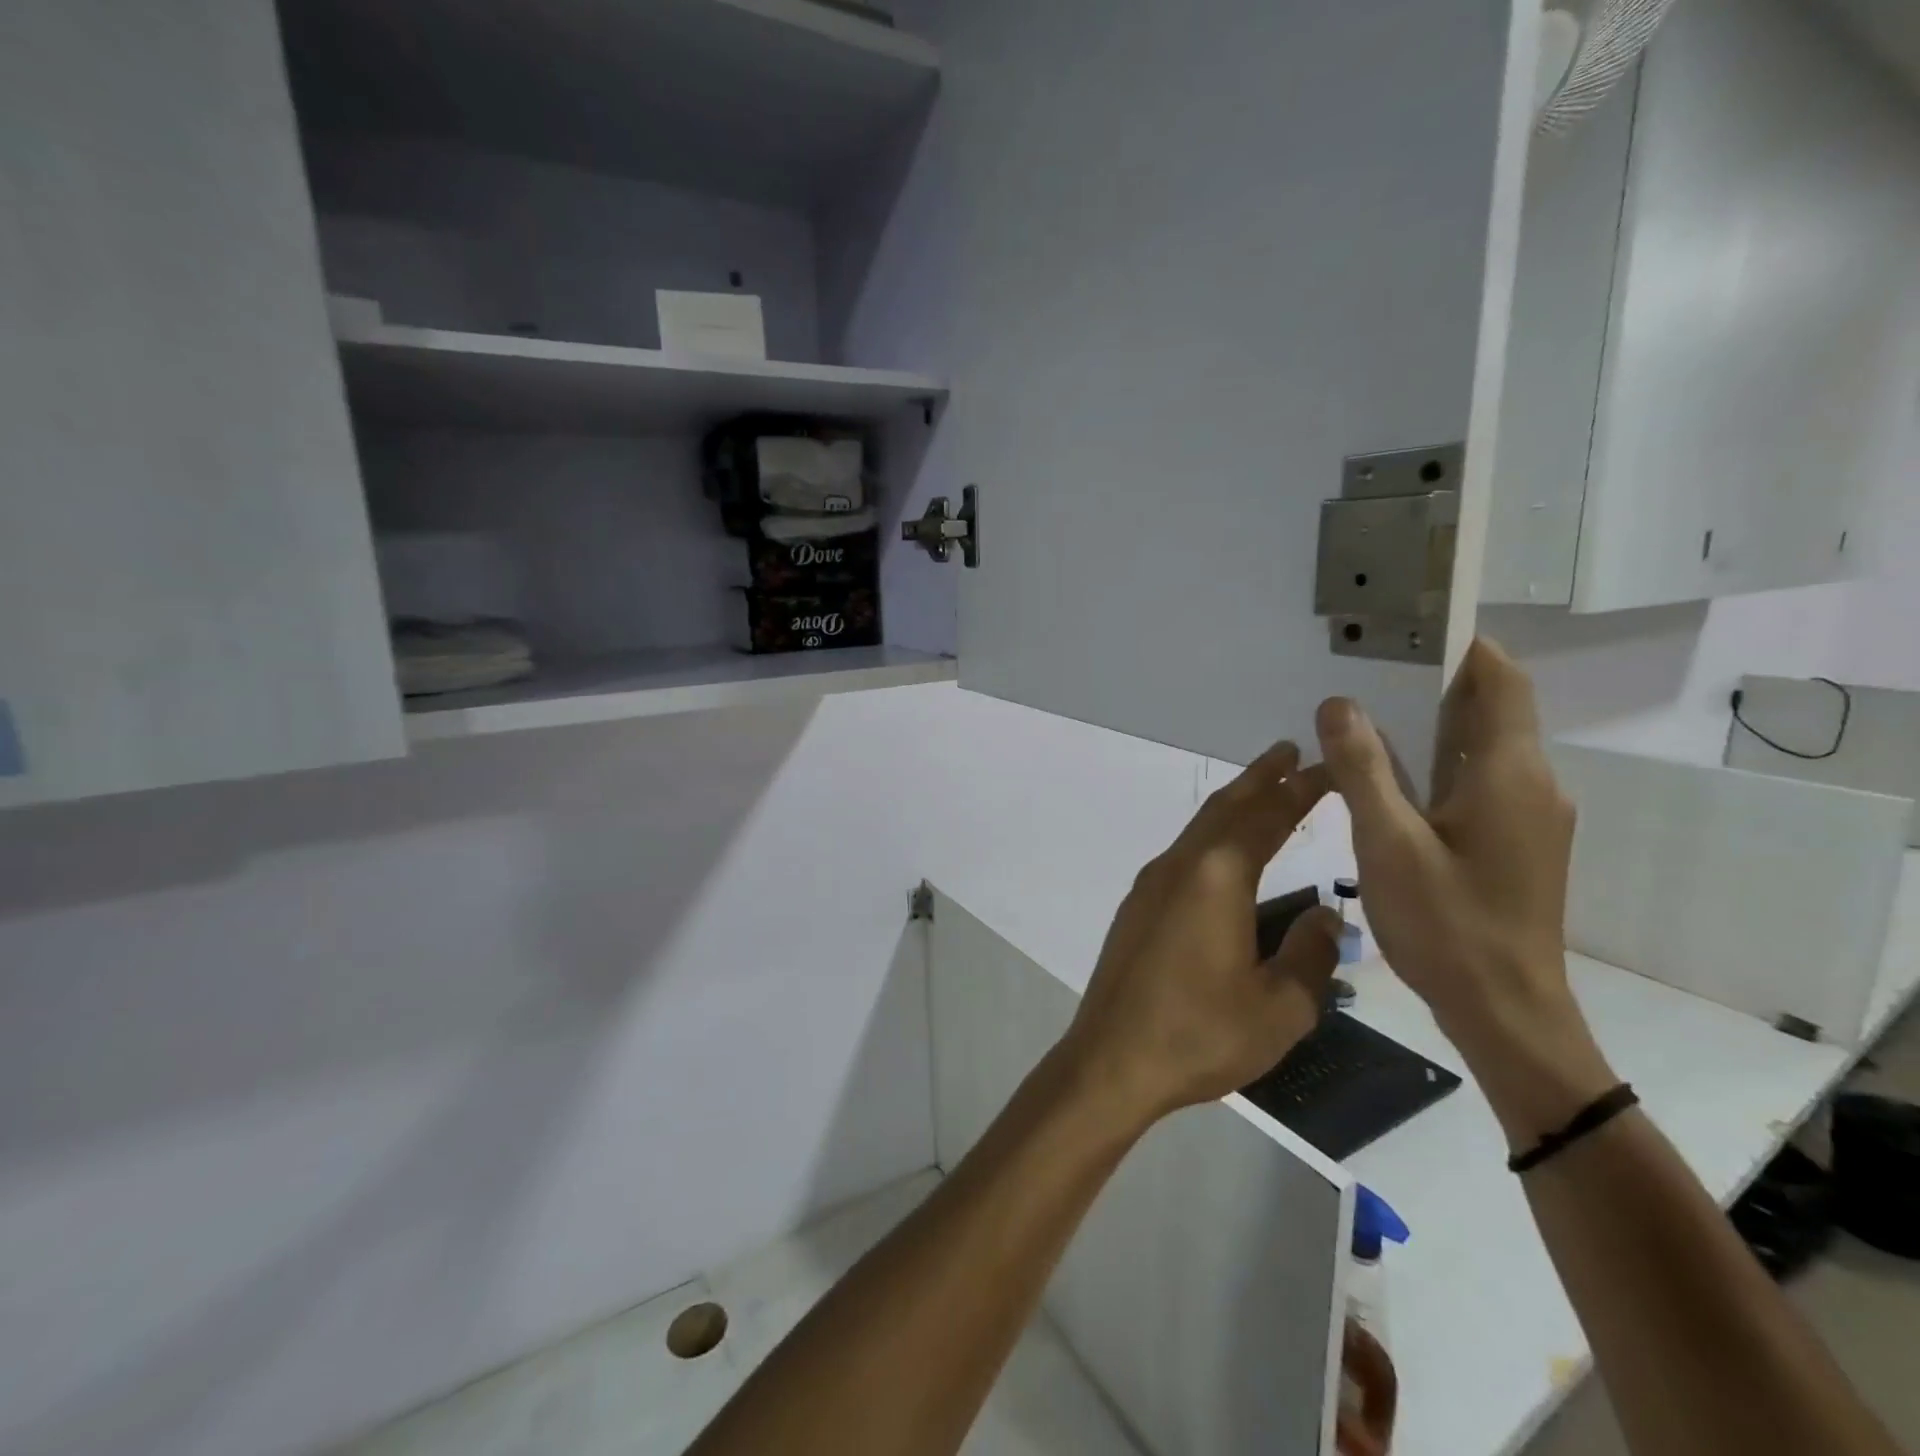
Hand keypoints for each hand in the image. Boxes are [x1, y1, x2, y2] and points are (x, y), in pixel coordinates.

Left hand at [1060, 741, 1342, 1127]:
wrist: (1111, 1059)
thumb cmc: (1199, 1034)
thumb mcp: (1280, 1007)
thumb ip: (1310, 955)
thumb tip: (1325, 917)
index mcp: (1217, 877)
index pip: (1268, 817)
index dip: (1302, 790)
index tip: (1330, 767)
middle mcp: (1179, 866)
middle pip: (1226, 808)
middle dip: (1261, 779)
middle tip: (1292, 754)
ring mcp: (1151, 885)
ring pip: (1199, 829)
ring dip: (1233, 806)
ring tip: (1265, 794)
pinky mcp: (1137, 907)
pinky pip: (1184, 855)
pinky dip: (1212, 838)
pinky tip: (1224, 856)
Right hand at [1314, 638, 1615, 1141]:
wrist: (1507, 1013)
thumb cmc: (1448, 926)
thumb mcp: (1388, 844)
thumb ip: (1363, 769)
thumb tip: (1337, 703)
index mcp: (1508, 772)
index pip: (1500, 679)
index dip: (1460, 646)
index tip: (1403, 628)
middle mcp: (1531, 782)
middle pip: (1490, 707)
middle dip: (1431, 680)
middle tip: (1361, 668)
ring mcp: (1528, 814)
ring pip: (1480, 745)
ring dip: (1429, 722)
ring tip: (1360, 714)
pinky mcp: (1517, 840)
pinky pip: (1476, 778)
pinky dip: (1435, 761)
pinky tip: (1385, 777)